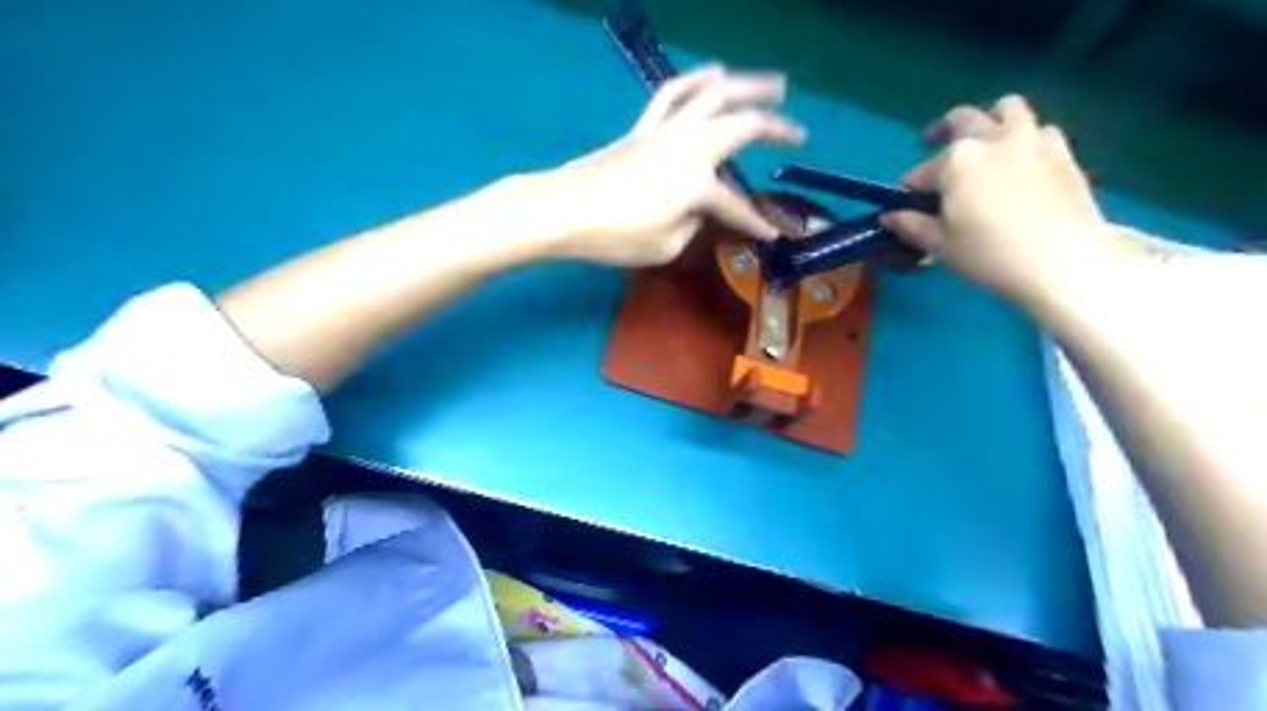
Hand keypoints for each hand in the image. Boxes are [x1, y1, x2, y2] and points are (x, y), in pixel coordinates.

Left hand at [532, 65, 805, 266]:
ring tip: (774, 85)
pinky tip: (714, 73)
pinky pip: (673, 94)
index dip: (756, 223)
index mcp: (697, 183)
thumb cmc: (615, 236)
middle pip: (742, 126)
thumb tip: (698, 210)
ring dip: (748, 86)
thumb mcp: (665, 247)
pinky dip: (696, 80)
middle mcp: (689, 146)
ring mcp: (666, 131)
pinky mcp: (644, 128)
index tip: (773, 236)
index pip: (735, 205)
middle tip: (799, 134)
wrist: (562, 210)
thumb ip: (693, 226)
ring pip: (713, 95)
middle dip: (776, 129)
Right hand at [883, 95, 1117, 304]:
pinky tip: (1020, 160)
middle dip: (941, 131)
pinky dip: (1025, 138)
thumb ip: (912, 226)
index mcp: (956, 160)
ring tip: (983, 143)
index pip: (920, 172)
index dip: (909, 189)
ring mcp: (1032, 140)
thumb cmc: (989, 254)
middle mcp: (992, 139)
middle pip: (962, 119)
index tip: (906, 207)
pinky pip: (1040, 129)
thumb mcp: (941, 245)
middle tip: (932, 146)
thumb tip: (889, 217)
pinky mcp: (1063, 151)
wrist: (1062, 261)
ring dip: (989, 121)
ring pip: (1007, 109)